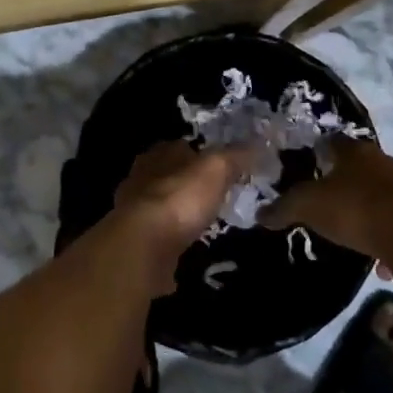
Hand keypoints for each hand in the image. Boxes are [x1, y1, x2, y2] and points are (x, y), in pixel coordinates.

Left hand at [108, 141, 248, 295]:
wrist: (143, 247)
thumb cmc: (180, 199)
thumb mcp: (216, 169)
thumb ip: (236, 155)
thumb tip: (258, 144)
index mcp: (158, 154)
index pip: (181, 146)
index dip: (202, 154)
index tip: (222, 167)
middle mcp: (141, 178)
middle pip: (169, 175)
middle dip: (188, 184)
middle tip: (215, 195)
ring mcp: (133, 212)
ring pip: (161, 205)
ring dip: (178, 212)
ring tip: (203, 222)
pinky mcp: (135, 242)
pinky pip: (157, 236)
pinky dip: (170, 240)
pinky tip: (186, 248)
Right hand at [260, 139, 392, 273]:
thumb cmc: (354, 209)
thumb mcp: (307, 207)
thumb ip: (283, 208)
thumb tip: (260, 215)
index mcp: (355, 151)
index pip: (333, 141)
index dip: (319, 151)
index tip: (308, 165)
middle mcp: (383, 161)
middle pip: (360, 166)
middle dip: (344, 179)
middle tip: (326, 198)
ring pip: (380, 193)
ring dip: (366, 207)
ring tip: (350, 229)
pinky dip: (384, 235)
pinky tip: (376, 258)